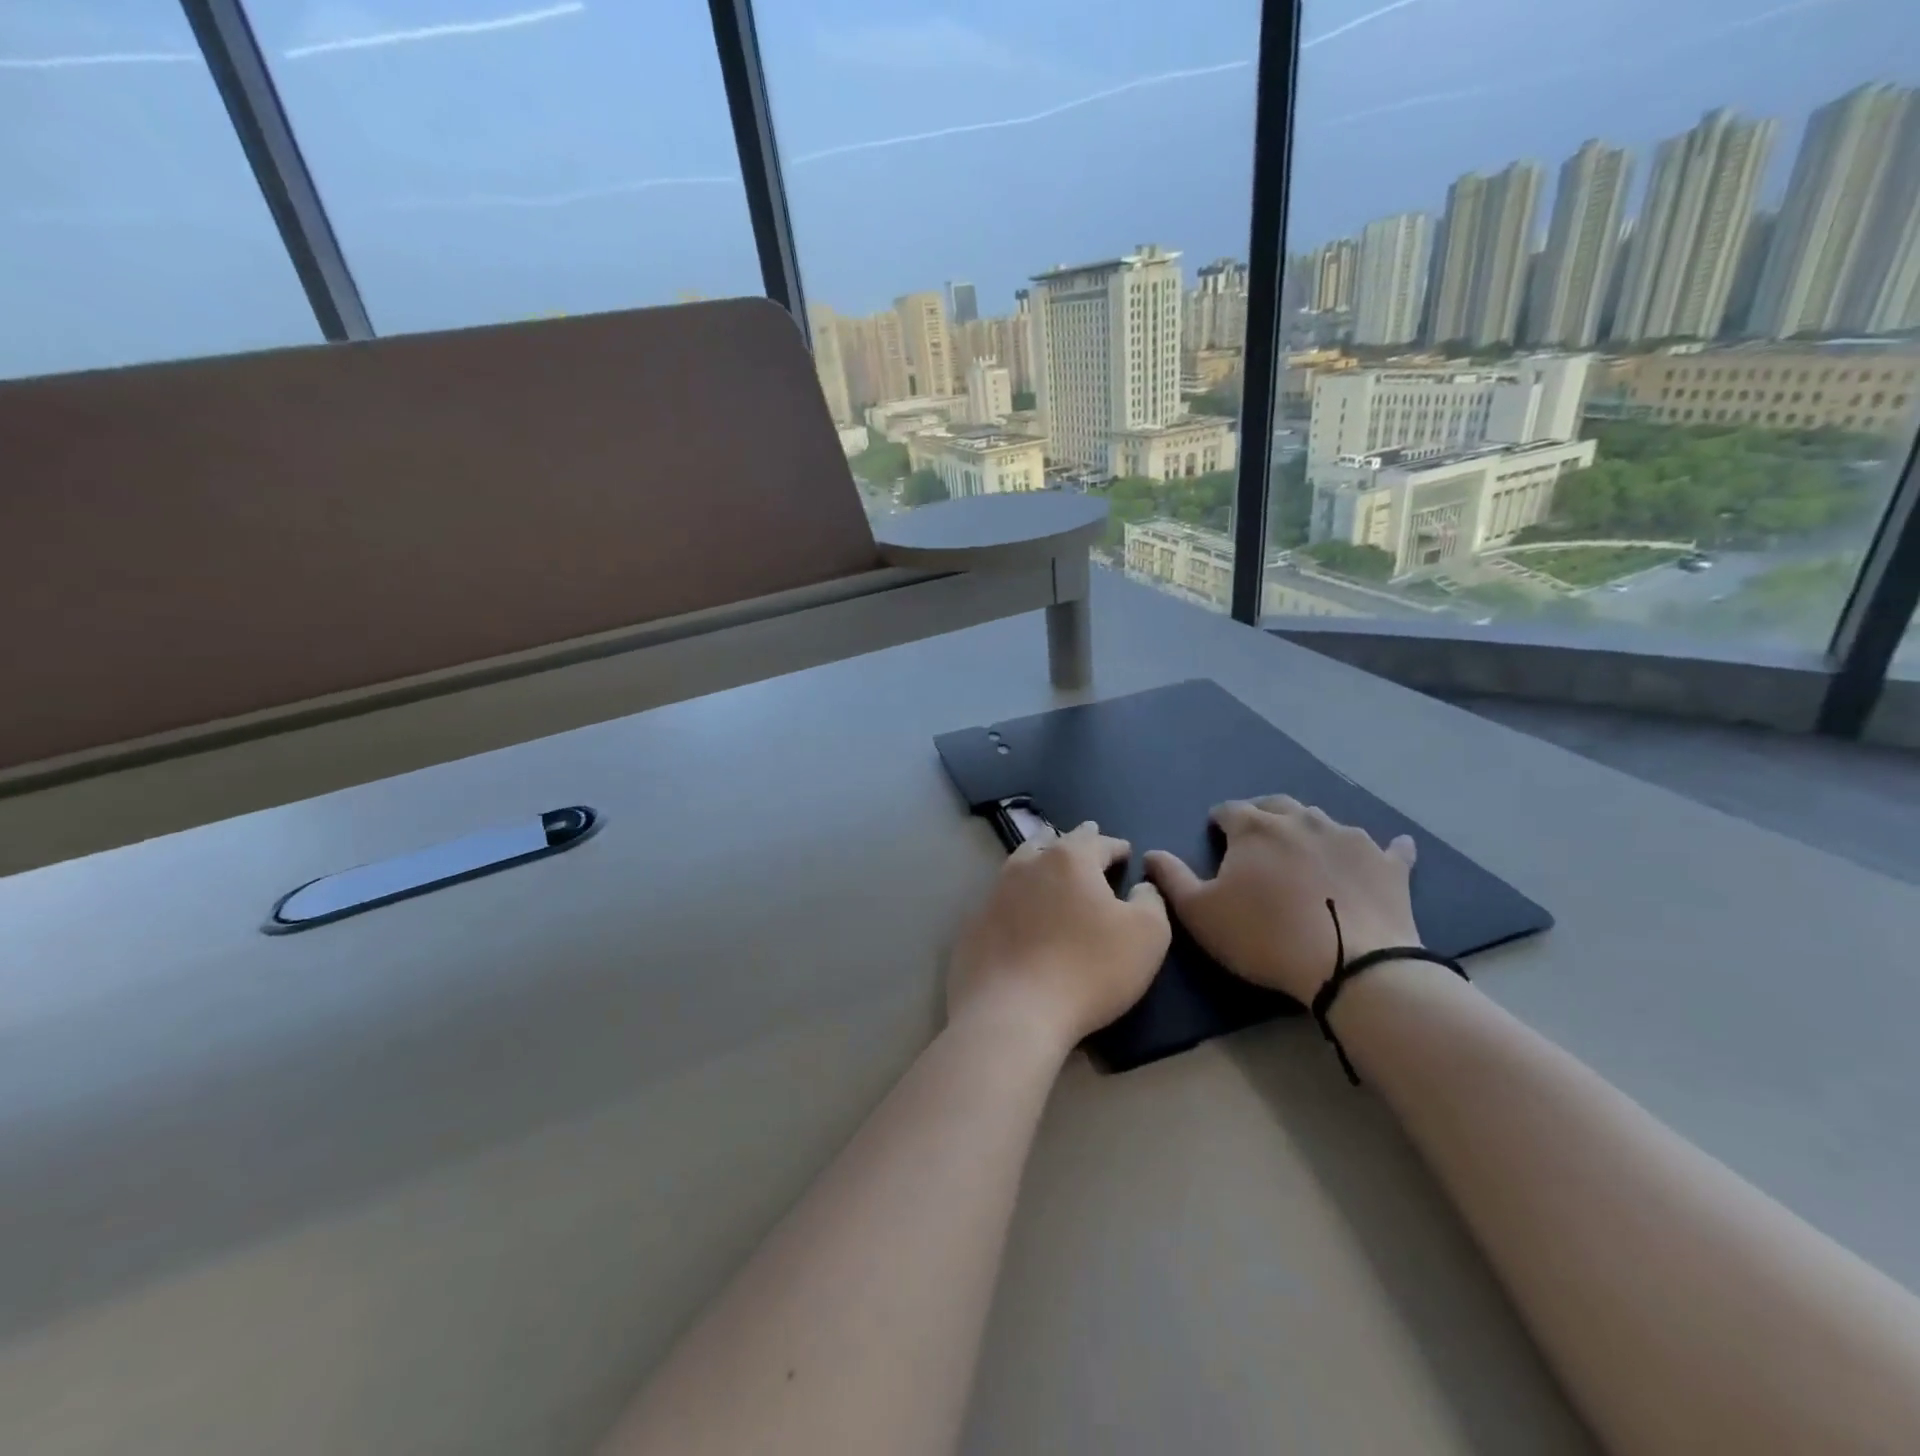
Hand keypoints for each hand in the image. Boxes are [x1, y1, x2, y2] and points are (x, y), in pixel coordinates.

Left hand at [949, 822, 1170, 1055]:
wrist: (1013, 1011)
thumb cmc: (1089, 969)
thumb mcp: (1147, 935)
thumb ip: (1150, 902)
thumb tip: (1141, 887)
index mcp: (1069, 859)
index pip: (1097, 842)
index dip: (1115, 846)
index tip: (1125, 851)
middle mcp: (1028, 865)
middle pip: (1053, 842)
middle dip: (1074, 841)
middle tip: (1085, 840)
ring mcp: (995, 893)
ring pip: (1021, 864)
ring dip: (1039, 859)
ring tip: (1048, 861)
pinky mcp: (975, 924)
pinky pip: (1001, 899)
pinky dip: (1016, 897)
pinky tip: (1019, 910)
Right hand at [1143, 797, 1418, 1003]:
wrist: (1352, 966)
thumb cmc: (1264, 936)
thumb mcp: (1200, 913)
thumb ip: (1171, 878)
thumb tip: (1151, 853)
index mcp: (1255, 828)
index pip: (1230, 810)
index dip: (1219, 822)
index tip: (1216, 836)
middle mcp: (1302, 820)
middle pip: (1276, 806)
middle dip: (1262, 816)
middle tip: (1256, 840)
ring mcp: (1350, 837)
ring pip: (1324, 820)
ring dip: (1309, 829)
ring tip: (1304, 851)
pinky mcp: (1388, 864)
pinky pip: (1389, 847)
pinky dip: (1385, 847)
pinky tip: (1394, 847)